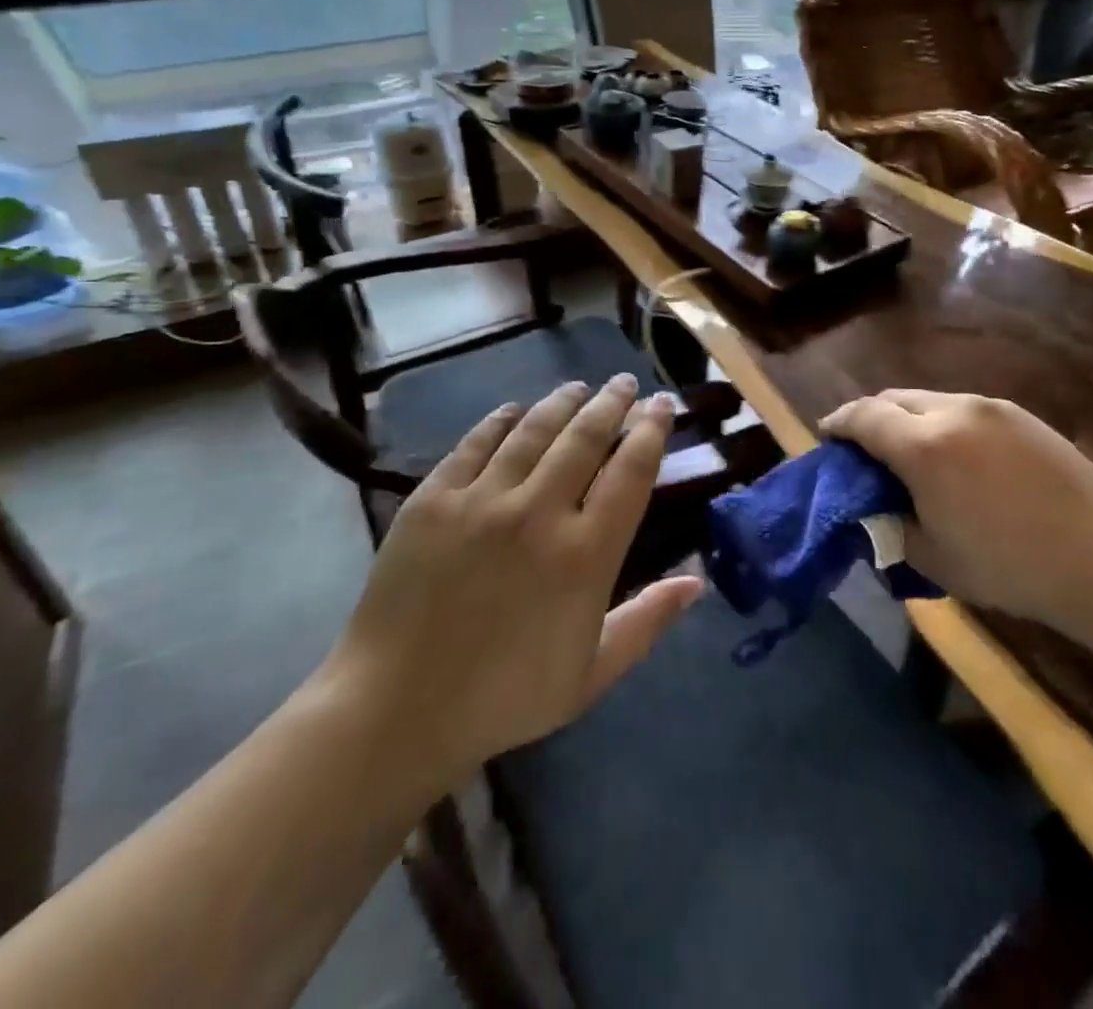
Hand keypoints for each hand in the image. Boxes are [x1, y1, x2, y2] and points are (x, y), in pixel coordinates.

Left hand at [316, 376, 702, 794]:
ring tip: (579, 387)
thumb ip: (648, 621)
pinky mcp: (433, 498)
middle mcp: (539, 513)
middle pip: (586, 437)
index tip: (662, 405)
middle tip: (624, 383)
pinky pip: (475, 443)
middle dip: (612, 402)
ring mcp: (481, 500)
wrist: (395, 711)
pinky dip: (500, 421)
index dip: (652, 430)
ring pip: (533, 430)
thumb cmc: (505, 698)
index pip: (631, 470)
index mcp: (585, 554)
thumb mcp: (592, 673)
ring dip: (562, 402)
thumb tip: (697, 581)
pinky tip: (514, 410)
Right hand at [821, 390, 1092, 641]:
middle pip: (893, 398)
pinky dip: (942, 422)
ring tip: (908, 452)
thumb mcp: (931, 558)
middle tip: (863, 448)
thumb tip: (870, 507)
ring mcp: (991, 408)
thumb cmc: (1009, 568)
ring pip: (929, 400)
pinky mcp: (1021, 415)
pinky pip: (964, 409)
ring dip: (907, 418)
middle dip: (869, 417)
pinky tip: (955, 455)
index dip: (837, 423)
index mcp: (925, 447)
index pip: (863, 417)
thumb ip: (888, 525)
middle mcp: (954, 411)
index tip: (826, 437)